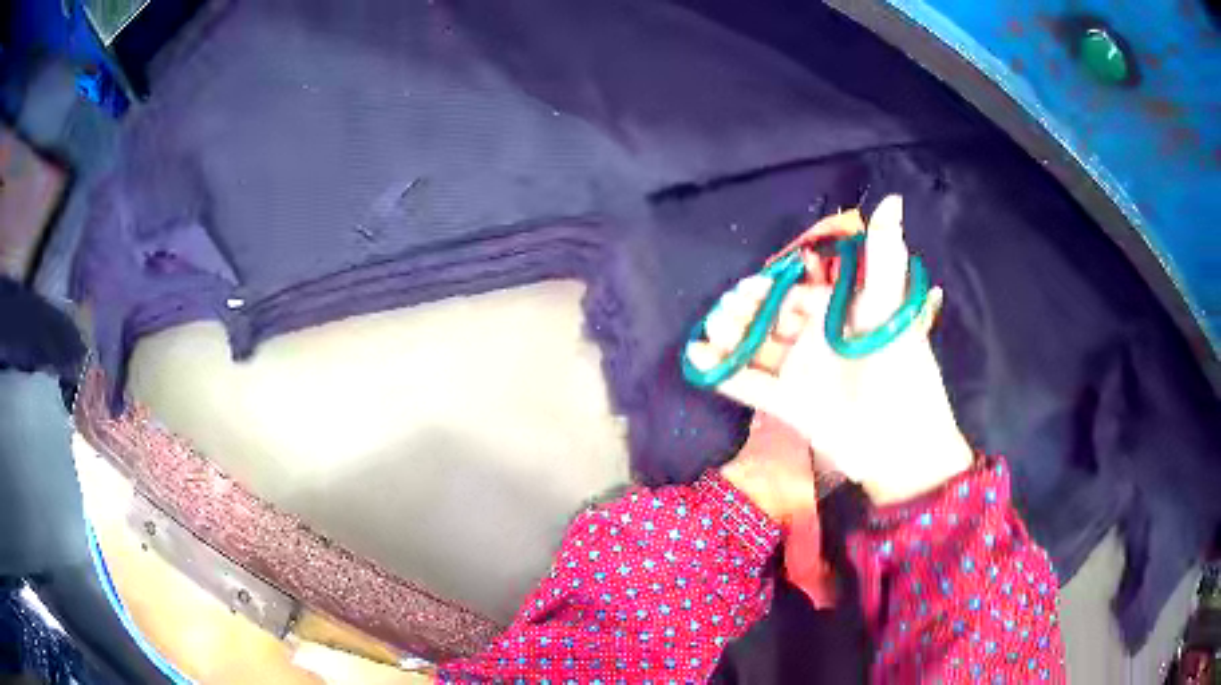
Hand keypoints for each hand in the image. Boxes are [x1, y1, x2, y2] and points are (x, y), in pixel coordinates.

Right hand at [691, 196, 972, 505]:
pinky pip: (749, 385)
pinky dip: (723, 373)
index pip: (795, 293)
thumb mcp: (889, 305)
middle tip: (726, 308)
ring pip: (756, 349)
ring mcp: (800, 374)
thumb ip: (885, 254)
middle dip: (745, 311)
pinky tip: (698, 359)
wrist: (900, 440)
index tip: (748, 286)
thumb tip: (893, 199)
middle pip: (770, 320)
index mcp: (837, 314)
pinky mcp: (788, 405)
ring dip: (730, 337)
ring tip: (710, 330)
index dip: (770, 288)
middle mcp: (815, 341)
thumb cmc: (897, 366)